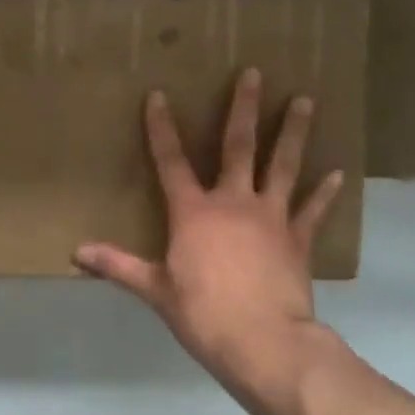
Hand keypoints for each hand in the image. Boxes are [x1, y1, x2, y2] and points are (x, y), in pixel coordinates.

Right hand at [74, 68, 344, 414]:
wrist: (262, 341)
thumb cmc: (202, 314)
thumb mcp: (154, 290)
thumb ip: (117, 266)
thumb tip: (76, 253)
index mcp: (193, 213)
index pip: (170, 162)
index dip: (161, 128)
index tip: (158, 95)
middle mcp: (233, 203)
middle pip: (237, 146)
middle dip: (243, 108)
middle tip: (254, 73)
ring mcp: (270, 217)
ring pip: (282, 165)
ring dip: (292, 132)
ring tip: (305, 101)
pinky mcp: (297, 239)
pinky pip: (312, 209)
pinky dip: (324, 192)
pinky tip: (338, 174)